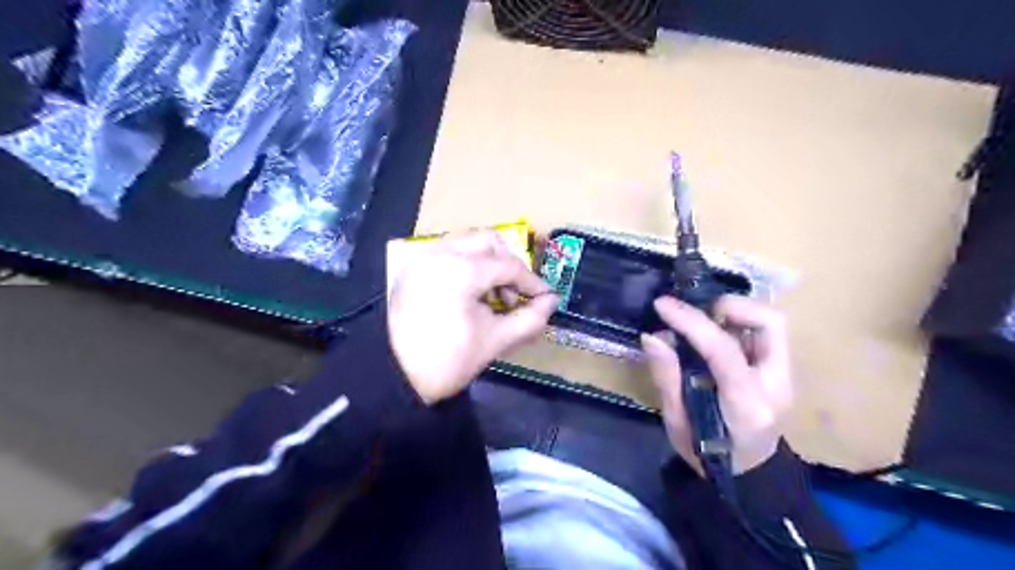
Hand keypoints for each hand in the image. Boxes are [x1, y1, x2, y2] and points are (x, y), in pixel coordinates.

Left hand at [388, 231, 554, 405]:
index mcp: (461, 270)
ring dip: (489, 263)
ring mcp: (424, 256)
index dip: (532, 283)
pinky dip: (468, 265)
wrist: (393, 377)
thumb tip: (551, 302)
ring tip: (494, 297)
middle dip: (510, 265)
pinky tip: (472, 293)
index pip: (509, 266)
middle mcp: (441, 252)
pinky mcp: (414, 267)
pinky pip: (450, 253)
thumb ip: (530, 319)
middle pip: (489, 242)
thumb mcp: (495, 341)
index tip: (546, 299)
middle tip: (517, 295)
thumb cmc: (447, 362)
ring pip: (468, 244)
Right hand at [642, 296, 790, 472]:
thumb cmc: (707, 455)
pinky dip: (736, 323)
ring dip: (733, 312)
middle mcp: (776, 385)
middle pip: (769, 323)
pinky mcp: (782, 370)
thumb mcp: (677, 423)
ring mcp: (785, 376)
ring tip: (701, 321)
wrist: (748, 474)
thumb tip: (652, 336)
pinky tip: (712, 333)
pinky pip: (763, 332)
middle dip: (729, 306)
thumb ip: (667, 377)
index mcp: (746, 405)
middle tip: (695, 312)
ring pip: (770, 322)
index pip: (724, 351)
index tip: (663, 305)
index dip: (691, 322)